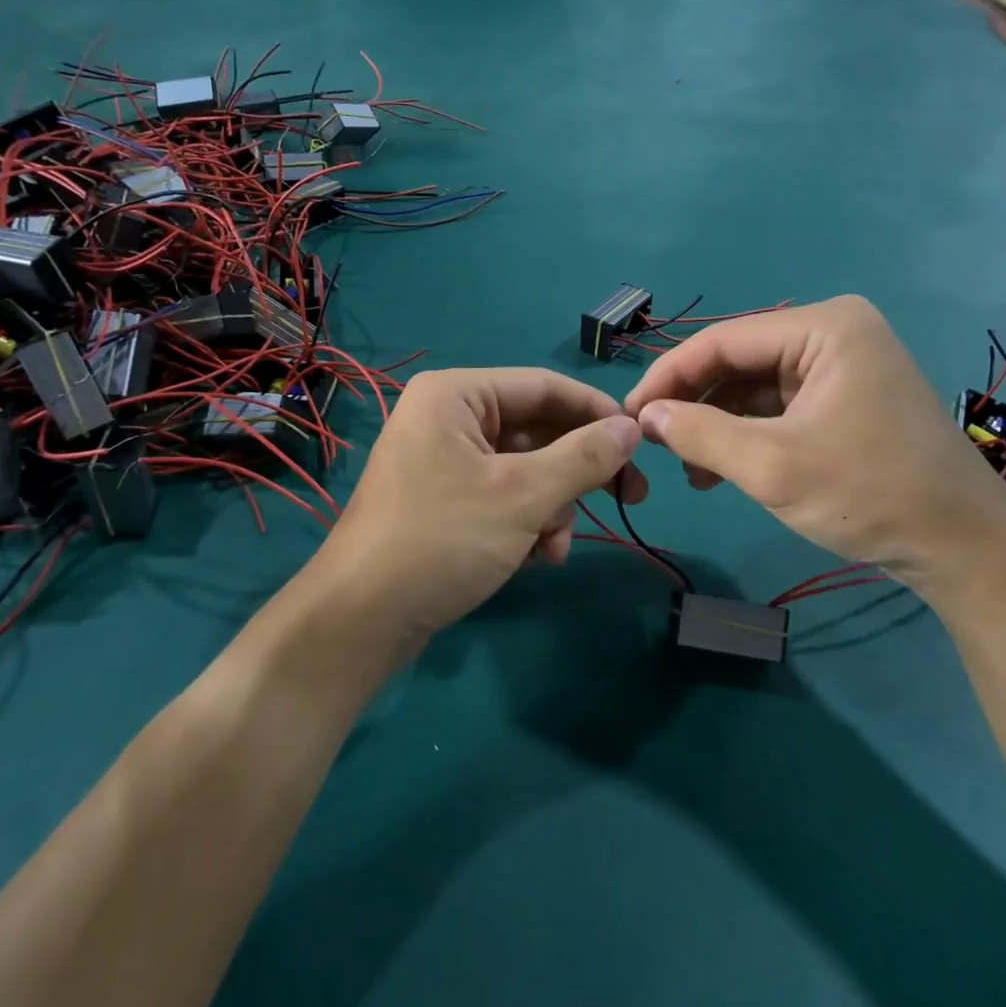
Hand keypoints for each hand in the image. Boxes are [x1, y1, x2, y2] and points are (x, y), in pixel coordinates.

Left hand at [316, 368, 646, 654]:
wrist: (362, 619)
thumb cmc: (442, 540)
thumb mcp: (522, 495)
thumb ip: (584, 457)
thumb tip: (634, 427)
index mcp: (456, 395)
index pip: (544, 387)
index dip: (597, 413)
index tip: (643, 444)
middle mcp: (448, 418)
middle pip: (537, 431)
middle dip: (576, 473)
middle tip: (630, 499)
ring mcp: (444, 462)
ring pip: (525, 470)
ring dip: (552, 507)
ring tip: (555, 547)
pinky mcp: (445, 501)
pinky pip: (502, 497)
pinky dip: (527, 523)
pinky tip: (537, 558)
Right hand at [623, 297, 1005, 588]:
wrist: (962, 546)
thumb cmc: (869, 494)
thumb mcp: (772, 466)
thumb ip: (698, 434)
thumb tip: (645, 416)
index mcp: (824, 327)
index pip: (722, 340)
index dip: (668, 376)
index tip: (629, 415)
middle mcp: (833, 332)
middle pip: (737, 360)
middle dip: (692, 403)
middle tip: (653, 443)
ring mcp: (842, 365)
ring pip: (753, 386)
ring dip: (715, 424)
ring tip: (688, 468)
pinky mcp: (844, 397)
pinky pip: (777, 405)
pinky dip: (745, 433)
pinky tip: (720, 468)